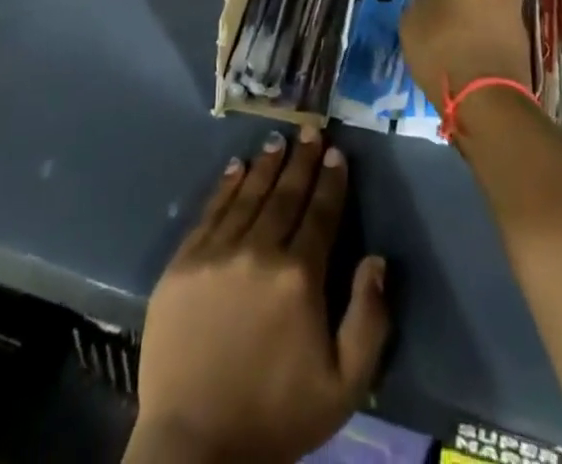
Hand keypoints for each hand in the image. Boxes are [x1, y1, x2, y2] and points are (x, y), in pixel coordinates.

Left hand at [127, 128, 389, 463]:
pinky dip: (226, 186)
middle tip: (311, 129)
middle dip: (302, 160)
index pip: (321, 213)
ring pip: (248, 195)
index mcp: (299, 277)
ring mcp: (217, 252)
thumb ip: (368, 320)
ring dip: (267, 165)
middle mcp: (259, 251)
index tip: (337, 152)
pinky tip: (236, 167)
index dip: (331, 181)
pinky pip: (211, 211)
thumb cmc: (276, 416)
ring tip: (279, 141)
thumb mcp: (343, 386)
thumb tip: (377, 260)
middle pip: (286, 194)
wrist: (194, 447)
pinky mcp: (184, 262)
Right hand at [400, 0, 531, 100]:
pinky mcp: (524, 41)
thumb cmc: (441, 48)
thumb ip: (420, 2)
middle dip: (453, 1)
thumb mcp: (410, 20)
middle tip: (435, 24)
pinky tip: (468, 58)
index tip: (418, 7)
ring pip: (484, 10)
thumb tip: (430, 2)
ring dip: (470, 21)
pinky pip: (495, 33)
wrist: (486, 97)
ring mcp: (515, 12)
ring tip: (452, 45)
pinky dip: (483, 40)